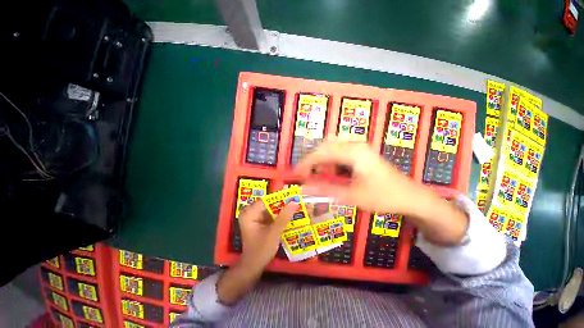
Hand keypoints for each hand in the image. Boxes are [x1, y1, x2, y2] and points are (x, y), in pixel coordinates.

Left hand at [217, 201, 295, 304]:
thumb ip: (284, 217)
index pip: (267, 200)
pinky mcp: (260, 222)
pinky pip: (271, 215)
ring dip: (282, 210)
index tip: (293, 196)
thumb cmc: (261, 250)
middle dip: (283, 204)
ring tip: (295, 207)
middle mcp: (251, 212)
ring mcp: (255, 217)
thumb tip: (294, 202)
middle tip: (296, 202)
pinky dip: (279, 216)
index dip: (280, 198)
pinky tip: (290, 215)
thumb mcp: (274, 232)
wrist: (253, 267)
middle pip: (269, 204)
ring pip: (271, 209)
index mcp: (249, 213)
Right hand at [295, 138, 467, 245]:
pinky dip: (332, 162)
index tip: (296, 174)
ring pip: (332, 147)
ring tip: (320, 176)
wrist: (410, 196)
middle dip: (313, 160)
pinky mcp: (361, 153)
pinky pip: (340, 153)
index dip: (306, 163)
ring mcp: (359, 148)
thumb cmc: (384, 197)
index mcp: (353, 152)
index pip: (322, 153)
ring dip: (323, 161)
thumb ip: (326, 191)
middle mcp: (355, 145)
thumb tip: (304, 189)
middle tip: (307, 175)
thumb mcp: (353, 196)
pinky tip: (333, 174)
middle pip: (325, 145)